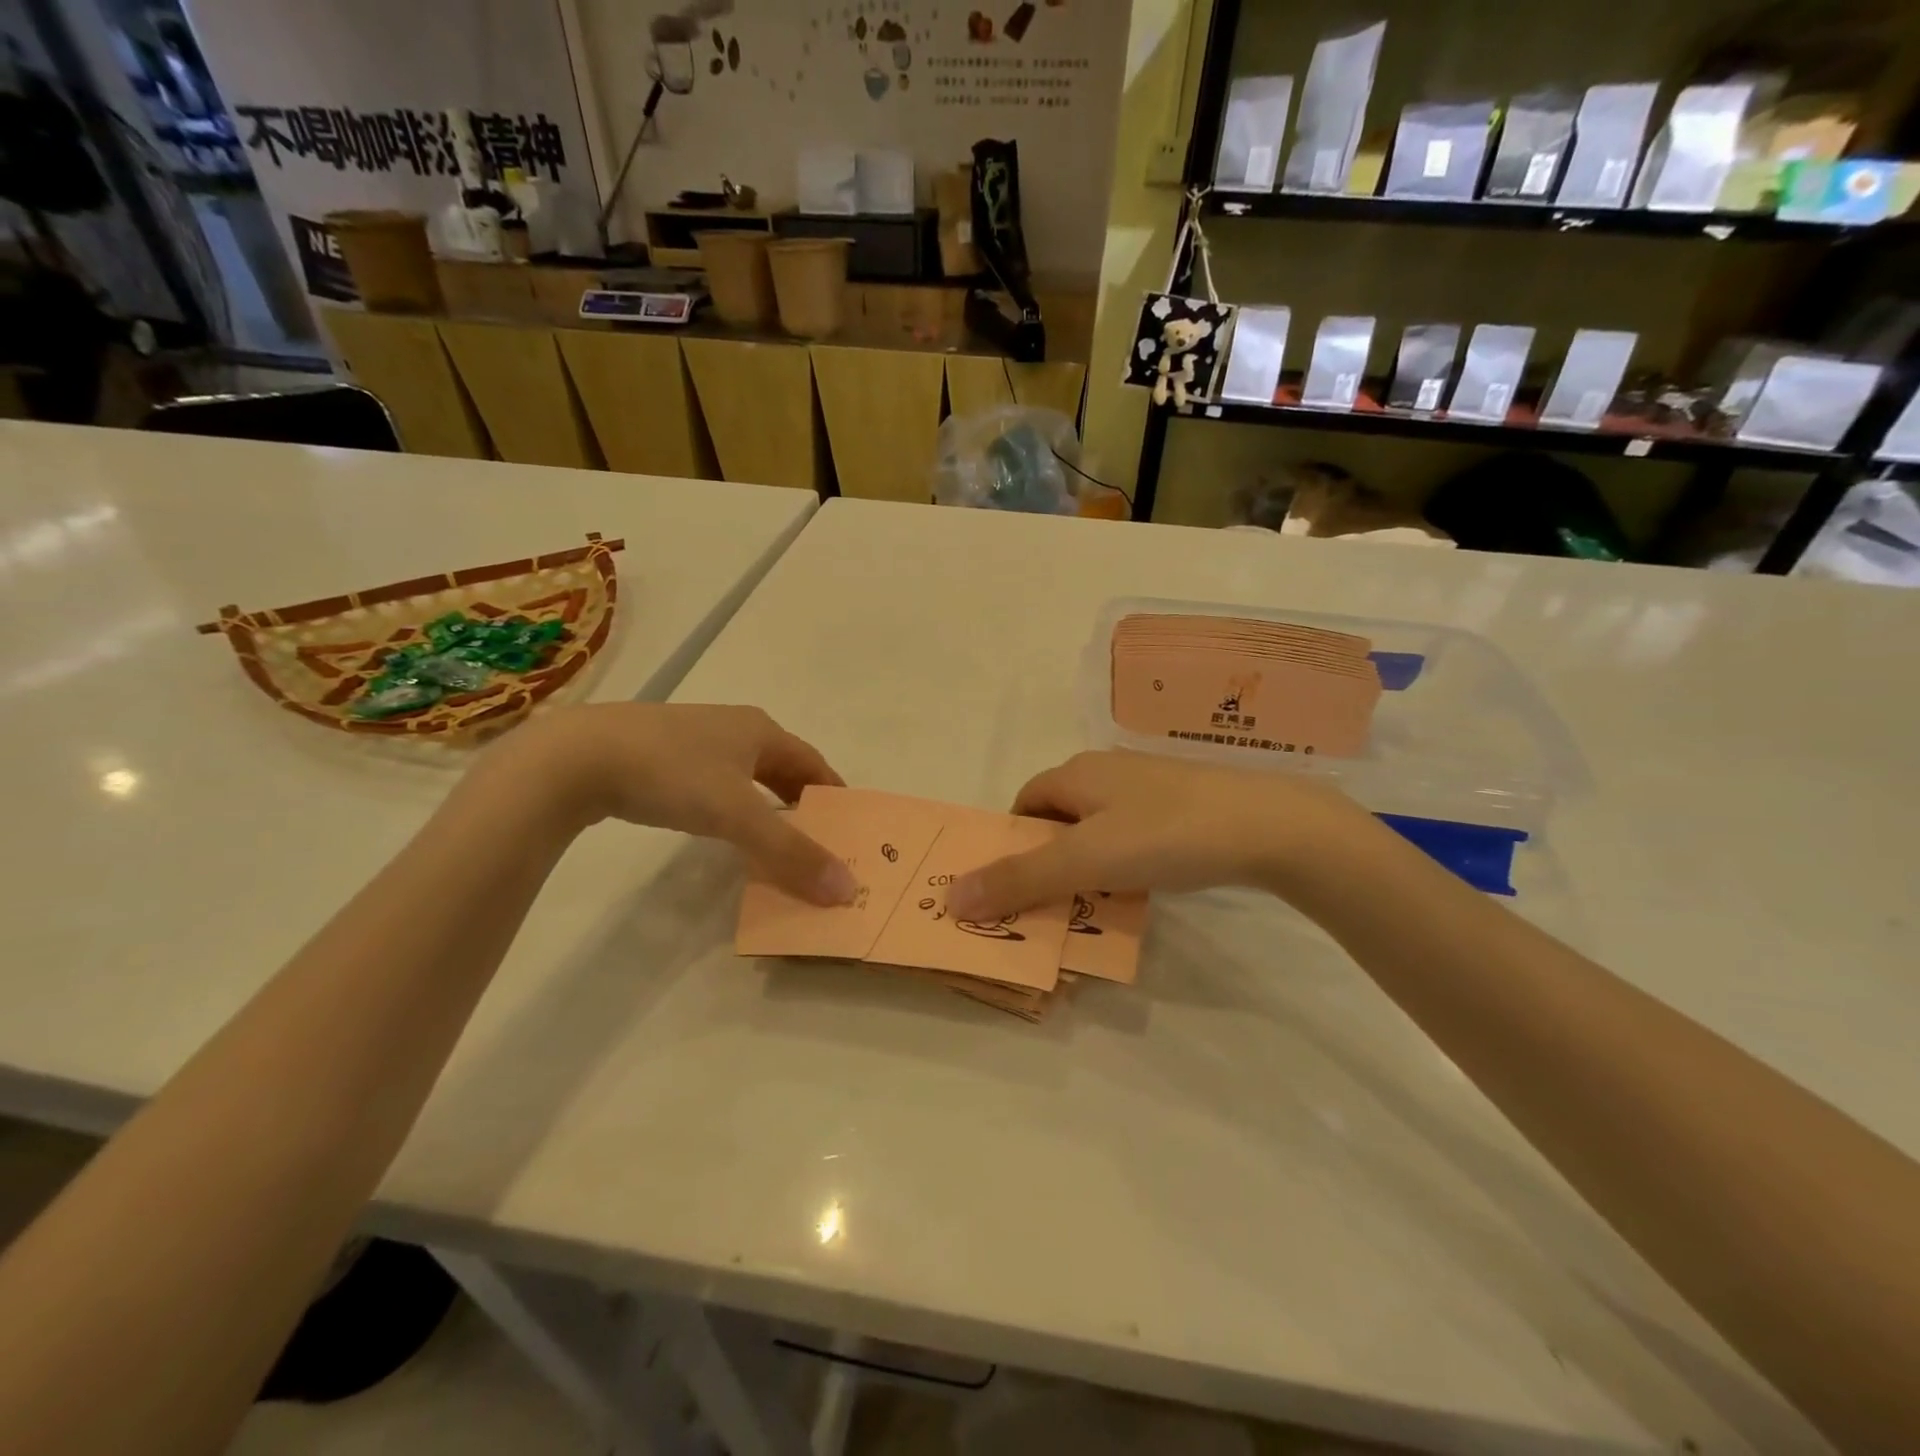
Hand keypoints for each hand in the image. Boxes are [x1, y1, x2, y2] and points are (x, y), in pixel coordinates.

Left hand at [483, 704, 856, 905]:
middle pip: (781, 765)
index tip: (847, 823)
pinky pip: (713, 779)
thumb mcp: (738, 815)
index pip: (812, 762)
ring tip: (773, 836)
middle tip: (816, 837)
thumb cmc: (672, 775)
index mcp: (760, 730)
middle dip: (800, 799)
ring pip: (745, 772)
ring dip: (765, 802)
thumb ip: (791, 853)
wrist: (578, 757)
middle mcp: (732, 727)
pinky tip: (718, 823)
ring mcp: (693, 737)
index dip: (832, 791)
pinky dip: (730, 803)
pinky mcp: (659, 753)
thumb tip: (846, 889)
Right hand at [947, 750, 1380, 920]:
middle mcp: (1107, 771)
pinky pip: (1133, 833)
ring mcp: (1149, 786)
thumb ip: (1019, 880)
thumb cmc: (1165, 834)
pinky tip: (1143, 886)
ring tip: (1096, 903)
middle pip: (1059, 817)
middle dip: (1048, 859)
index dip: (1012, 844)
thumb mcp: (1085, 861)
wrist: (1271, 824)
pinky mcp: (1183, 803)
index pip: (1024, 804)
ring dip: (1087, 864)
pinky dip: (1124, 861)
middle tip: (1052, 904)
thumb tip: (952, 897)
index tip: (1017, 888)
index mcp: (1076, 773)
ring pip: (1098, 827)